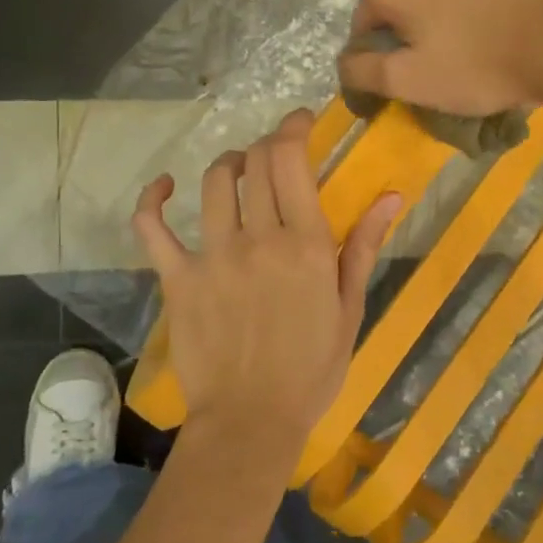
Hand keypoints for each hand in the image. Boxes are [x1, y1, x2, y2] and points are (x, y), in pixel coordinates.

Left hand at [131, 111, 400, 465]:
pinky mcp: (177, 278)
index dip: (293, 128)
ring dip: (227, 164)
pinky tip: (164, 187)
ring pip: (212, 183)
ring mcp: (213, 255)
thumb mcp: (350, 309)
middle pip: (254, 163)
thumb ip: (365, 247)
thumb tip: (390, 195)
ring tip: (237, 171)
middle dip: (266, 146)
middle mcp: (259, 238)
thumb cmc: (312, 370)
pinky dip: (153, 199)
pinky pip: (152, 227)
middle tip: (274, 155)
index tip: (299, 121)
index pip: (292, 161)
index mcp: (307, 244)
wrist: (252, 420)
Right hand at [337, 0, 542, 114]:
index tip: (399, 73)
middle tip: (434, 52)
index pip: (363, 21)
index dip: (375, 50)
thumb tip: (343, 62)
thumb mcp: (410, 83)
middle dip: (406, 19)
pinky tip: (489, 4)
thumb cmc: (479, 67)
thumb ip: (363, 72)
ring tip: (462, 26)